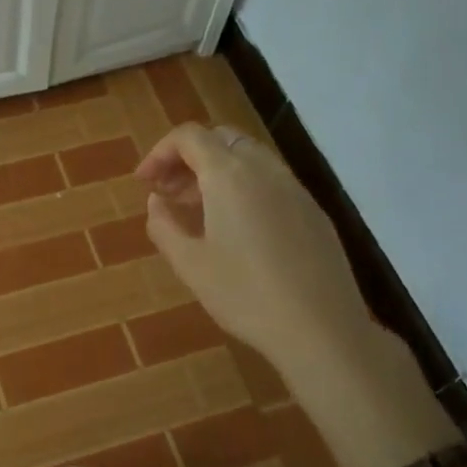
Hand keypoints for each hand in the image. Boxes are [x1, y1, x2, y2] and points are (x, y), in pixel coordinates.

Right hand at [137, 122, 374, 375]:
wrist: (322, 329)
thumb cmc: (245, 295)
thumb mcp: (190, 264)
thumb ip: (164, 225)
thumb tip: (156, 201)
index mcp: (229, 176)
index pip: (189, 137)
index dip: (159, 152)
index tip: (144, 182)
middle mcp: (264, 169)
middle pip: (221, 139)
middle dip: (189, 158)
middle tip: (168, 193)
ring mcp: (295, 188)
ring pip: (249, 158)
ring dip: (217, 171)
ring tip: (198, 210)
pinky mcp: (314, 211)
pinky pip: (271, 181)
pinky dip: (244, 187)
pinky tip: (237, 228)